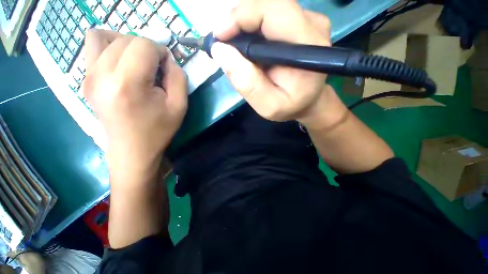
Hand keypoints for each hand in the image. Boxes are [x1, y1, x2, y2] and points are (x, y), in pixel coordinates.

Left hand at [83, 30, 187, 185]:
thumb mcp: (179, 106)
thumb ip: (178, 77)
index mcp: (128, 84)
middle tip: (156, 67)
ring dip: (126, 43)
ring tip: (137, 61)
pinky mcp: (84, 80)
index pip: (143, 45)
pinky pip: (92, 47)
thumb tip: (168, 59)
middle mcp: (101, 75)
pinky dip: (109, 47)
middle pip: (125, 39)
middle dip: (146, 48)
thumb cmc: (159, 130)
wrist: (132, 150)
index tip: (167, 66)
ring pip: (103, 37)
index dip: (161, 51)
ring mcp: (87, 76)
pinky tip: (122, 64)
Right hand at [211, 0, 338, 127]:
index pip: (272, 10)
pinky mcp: (301, 23)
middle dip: (238, 22)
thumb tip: (220, 51)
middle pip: (267, 6)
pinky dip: (253, 29)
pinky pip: (270, 17)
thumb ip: (248, 84)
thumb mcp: (268, 106)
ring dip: (244, 27)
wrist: (308, 101)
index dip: (241, 16)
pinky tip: (249, 48)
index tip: (219, 37)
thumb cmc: (290, 107)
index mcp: (307, 47)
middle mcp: (311, 26)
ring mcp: (308, 21)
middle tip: (223, 44)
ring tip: (234, 50)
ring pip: (266, 10)